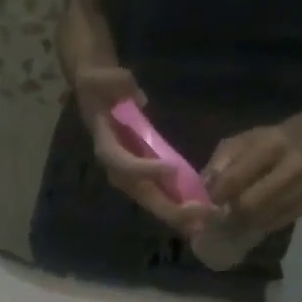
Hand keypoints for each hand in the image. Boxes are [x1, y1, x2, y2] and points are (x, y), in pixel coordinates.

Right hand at [74, 64, 212, 236]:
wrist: (98, 95)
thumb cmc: (101, 86)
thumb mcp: (104, 78)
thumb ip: (116, 83)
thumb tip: (138, 97)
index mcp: (105, 145)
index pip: (122, 162)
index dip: (142, 168)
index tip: (169, 168)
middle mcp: (117, 168)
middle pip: (142, 192)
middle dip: (168, 207)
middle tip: (196, 214)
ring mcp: (131, 175)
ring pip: (152, 200)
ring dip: (177, 214)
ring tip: (202, 223)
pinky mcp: (143, 176)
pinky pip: (160, 194)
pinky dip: (178, 206)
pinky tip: (199, 215)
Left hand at [203, 113, 301, 231]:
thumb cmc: (266, 141)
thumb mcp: (239, 142)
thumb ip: (219, 164)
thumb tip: (203, 191)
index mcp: (272, 146)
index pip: (236, 179)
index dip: (217, 195)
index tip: (208, 202)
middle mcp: (293, 168)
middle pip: (251, 206)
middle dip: (230, 214)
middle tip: (220, 215)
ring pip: (262, 220)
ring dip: (243, 222)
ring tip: (234, 216)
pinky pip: (274, 224)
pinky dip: (259, 223)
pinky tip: (254, 216)